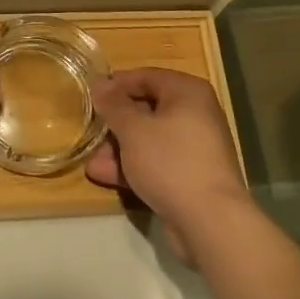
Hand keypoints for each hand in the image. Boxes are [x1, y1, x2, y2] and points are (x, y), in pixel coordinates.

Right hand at [86, 68, 250, 261]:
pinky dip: (133, 167)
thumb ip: (113, 104)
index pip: (146, 76)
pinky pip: (156, 163)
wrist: (210, 221)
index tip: (90, 95)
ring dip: (119, 149)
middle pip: (147, 109)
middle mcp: (195, 114)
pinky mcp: (190, 177)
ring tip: (92, 161)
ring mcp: (194, 148)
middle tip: (89, 131)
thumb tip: (98, 82)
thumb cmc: (171, 161)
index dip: (116, 84)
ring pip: (149, 139)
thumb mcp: (134, 129)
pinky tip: (104, 176)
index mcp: (187, 92)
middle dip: (115, 122)